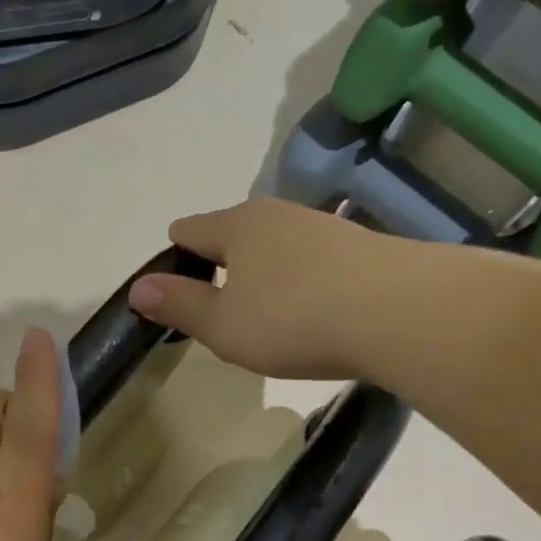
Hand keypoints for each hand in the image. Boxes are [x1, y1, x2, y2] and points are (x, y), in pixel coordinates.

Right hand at [126, 198, 389, 379]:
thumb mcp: (224, 326)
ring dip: (265, 275)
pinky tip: (314, 314)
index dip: (174, 259)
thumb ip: (179, 305)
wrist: (401, 313)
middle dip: (221, 267)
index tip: (176, 294)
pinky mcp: (360, 245)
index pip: (188, 230)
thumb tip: (139, 288)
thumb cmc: (294, 320)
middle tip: (222, 313)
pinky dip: (303, 282)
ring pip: (276, 247)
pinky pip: (312, 261)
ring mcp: (322, 226)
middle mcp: (277, 214)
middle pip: (233, 234)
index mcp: (235, 225)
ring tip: (269, 318)